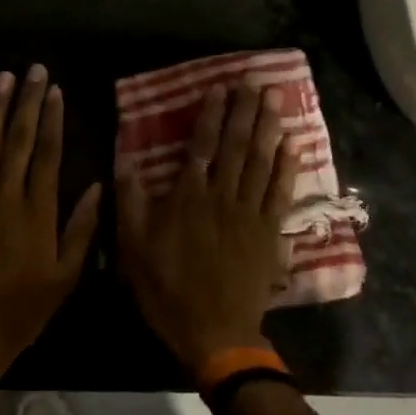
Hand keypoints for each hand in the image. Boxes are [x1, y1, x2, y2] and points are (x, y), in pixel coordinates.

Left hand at [0, 64, 101, 377]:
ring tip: (2, 78)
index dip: (52, 119)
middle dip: (26, 101)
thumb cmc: (22, 309)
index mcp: (38, 212)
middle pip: (17, 139)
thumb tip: (97, 187)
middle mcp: (6, 197)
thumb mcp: (65, 277)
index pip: (47, 154)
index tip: (55, 90)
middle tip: (32, 69)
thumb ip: (81, 230)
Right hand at [117, 82, 298, 374]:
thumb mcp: (134, 247)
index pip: (201, 146)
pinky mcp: (269, 233)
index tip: (219, 89)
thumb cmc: (168, 289)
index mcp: (188, 197)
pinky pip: (279, 192)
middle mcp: (221, 196)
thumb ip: (130, 202)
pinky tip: (291, 144)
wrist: (215, 332)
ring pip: (260, 161)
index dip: (210, 116)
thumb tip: (125, 162)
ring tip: (274, 99)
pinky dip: (286, 166)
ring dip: (267, 127)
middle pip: (236, 145)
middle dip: (244, 111)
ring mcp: (249, 213)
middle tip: (254, 82)